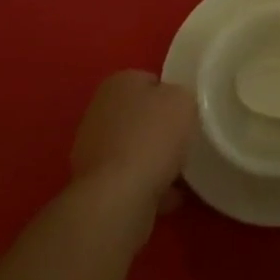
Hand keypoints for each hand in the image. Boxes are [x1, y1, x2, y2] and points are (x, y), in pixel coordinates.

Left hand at [70, 71, 196, 217]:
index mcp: (118, 83)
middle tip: (184, 143)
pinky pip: (129, 181)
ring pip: (134, 151)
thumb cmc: (152, 137)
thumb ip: (181, 96)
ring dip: (154, 161)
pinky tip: (168, 198)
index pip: (150, 81)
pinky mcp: (94, 186)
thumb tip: (174, 107)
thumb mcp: (183, 101)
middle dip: (160, 131)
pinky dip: (147, 187)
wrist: (117, 199)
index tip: (187, 114)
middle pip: (140, 117)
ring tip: (180, 176)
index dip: (171, 96)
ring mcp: (92, 151)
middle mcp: (99, 111)